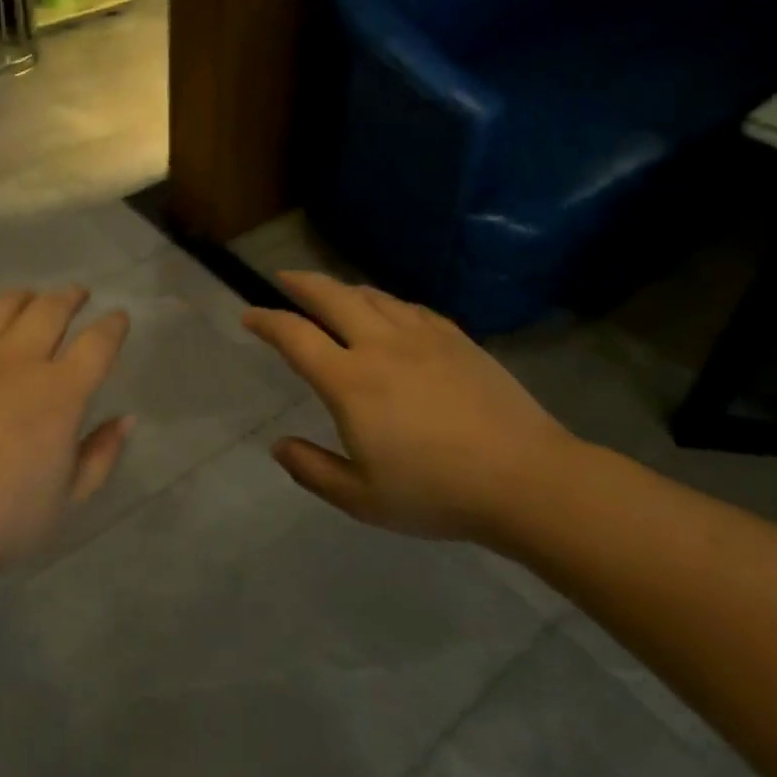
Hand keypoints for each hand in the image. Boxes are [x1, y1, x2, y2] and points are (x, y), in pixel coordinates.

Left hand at [0, 287, 132, 580]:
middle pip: (52, 308)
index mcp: (57, 395)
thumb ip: (100, 456)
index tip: (118, 318)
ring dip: (28, 296)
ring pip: (6, 303)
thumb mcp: (63, 504)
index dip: (114, 326)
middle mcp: (17, 360)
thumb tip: (125, 418)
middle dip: (72, 297)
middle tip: (78, 296)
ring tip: (33, 299)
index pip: (98, 343)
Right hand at [242, 272, 581, 542]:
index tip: (249, 315)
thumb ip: (312, 470)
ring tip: (331, 292)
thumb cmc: (436, 493)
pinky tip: (389, 312)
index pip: (295, 335)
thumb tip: (278, 446)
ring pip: (372, 295)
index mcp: (350, 381)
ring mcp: (422, 337)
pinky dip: (386, 302)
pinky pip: (410, 307)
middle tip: (283, 277)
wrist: (527, 480)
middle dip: (301, 282)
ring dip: (343, 289)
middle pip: (331, 296)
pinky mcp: (456, 339)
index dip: (266, 320)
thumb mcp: (361, 499)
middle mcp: (380, 345)